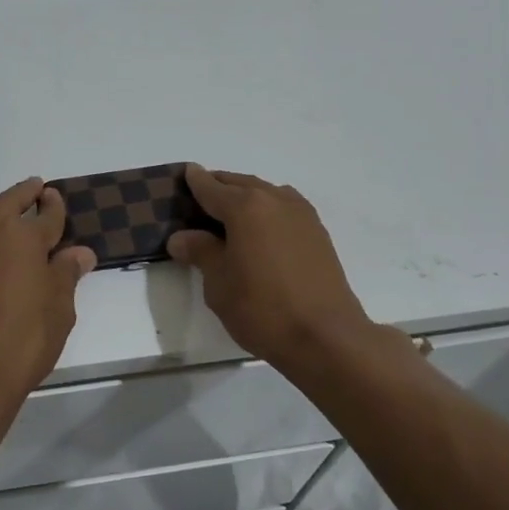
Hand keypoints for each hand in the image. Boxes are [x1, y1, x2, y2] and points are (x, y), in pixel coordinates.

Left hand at [0, 177, 97, 400]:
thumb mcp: (59, 307)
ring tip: (13, 217)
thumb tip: (79, 252)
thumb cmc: (24, 339)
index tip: (56, 197)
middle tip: (36, 189)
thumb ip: (66, 273)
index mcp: (22, 236)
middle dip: (24, 195)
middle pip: (8, 203)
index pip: (45, 214)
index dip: (54, 206)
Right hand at [168, 165, 391, 371]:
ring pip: (265, 193)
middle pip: (240, 184)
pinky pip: (284, 208)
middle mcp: (275, 200)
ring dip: (246, 196)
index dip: (195, 181)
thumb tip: (182, 237)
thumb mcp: (219, 284)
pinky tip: (260, 229)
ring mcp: (301, 214)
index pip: (212, 188)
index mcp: (245, 207)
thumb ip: (201, 252)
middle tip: (201, 196)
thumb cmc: (263, 309)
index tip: (186, 172)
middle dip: (220, 187)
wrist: (326, 337)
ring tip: (229, 214)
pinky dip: (266, 210)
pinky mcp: (317, 233)